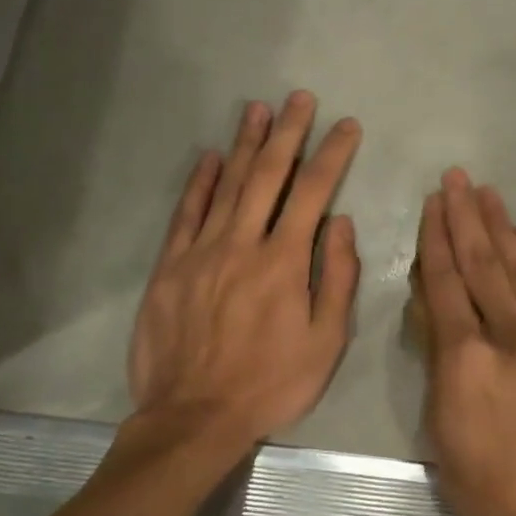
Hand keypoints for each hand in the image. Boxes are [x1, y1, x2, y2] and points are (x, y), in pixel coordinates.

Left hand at [126, 91, 361, 458]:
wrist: (194, 416)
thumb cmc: (271, 383)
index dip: (332, 154)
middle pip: (268, 176)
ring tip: (258, 109)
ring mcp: (201, 252)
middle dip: (288, 133)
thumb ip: (336, 278)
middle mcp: (242, 244)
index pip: (313, 192)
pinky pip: (186, 214)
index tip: (346, 125)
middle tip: (299, 98)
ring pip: (227, 185)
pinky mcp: (169, 267)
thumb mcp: (326, 342)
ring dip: (245, 144)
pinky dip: (200, 183)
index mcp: (284, 262)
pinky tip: (212, 158)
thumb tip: (340, 223)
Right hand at [416, 168, 515, 515]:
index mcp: (464, 360)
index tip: (432, 204)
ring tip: (489, 193)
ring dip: (501, 228)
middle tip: (457, 178)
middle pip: (482, 266)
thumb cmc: (484, 487)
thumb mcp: (440, 431)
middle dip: (466, 218)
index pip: (446, 286)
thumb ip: (440, 368)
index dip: (436, 241)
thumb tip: (441, 324)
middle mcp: (506, 338)